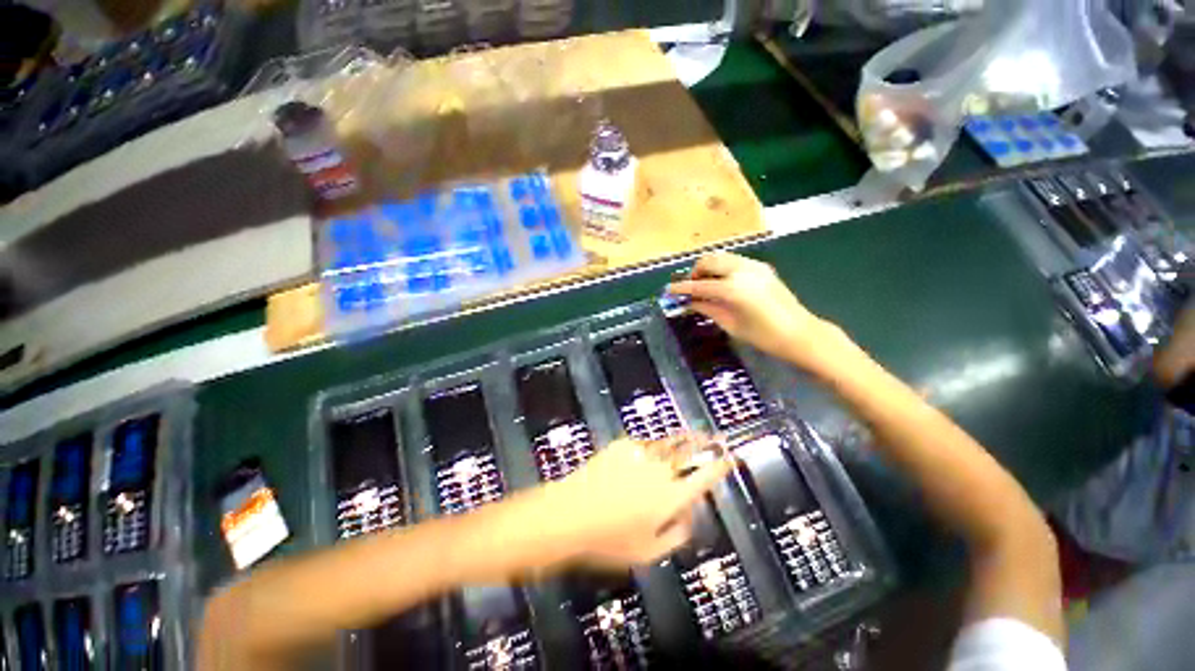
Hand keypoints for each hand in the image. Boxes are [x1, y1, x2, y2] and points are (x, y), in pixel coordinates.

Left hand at [541, 434, 732, 569]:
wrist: (571, 513)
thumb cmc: (609, 540)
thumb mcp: (649, 552)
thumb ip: (677, 533)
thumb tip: (690, 514)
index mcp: (672, 498)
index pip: (705, 477)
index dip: (721, 465)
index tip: (731, 457)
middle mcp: (662, 471)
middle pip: (690, 450)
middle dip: (707, 442)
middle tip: (716, 437)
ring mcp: (642, 454)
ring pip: (669, 442)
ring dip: (684, 438)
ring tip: (692, 435)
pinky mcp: (624, 445)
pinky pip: (645, 444)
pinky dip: (652, 447)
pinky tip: (650, 451)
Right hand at [668, 252, 844, 371]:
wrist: (800, 333)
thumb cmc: (763, 336)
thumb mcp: (730, 324)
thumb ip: (707, 308)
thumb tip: (688, 302)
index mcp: (732, 289)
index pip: (699, 285)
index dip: (682, 288)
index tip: (669, 289)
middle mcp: (742, 271)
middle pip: (709, 261)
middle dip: (694, 272)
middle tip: (689, 287)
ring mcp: (754, 266)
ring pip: (721, 257)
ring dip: (708, 267)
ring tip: (704, 284)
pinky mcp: (762, 267)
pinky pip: (734, 260)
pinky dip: (722, 267)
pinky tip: (721, 282)